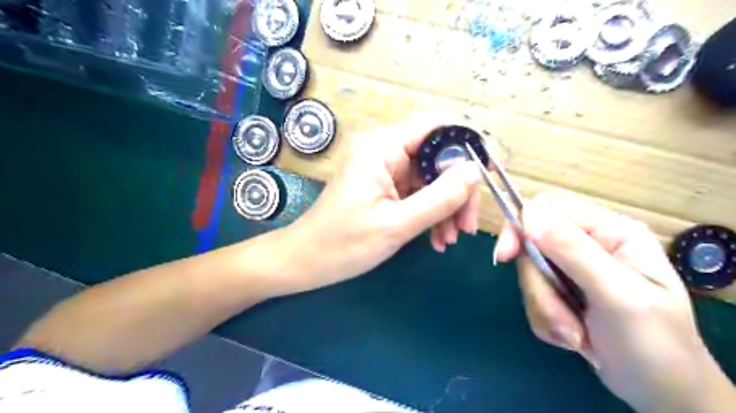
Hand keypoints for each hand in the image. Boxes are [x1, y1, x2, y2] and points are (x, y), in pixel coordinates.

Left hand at [283, 118, 484, 292]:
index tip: (487, 178)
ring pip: (431, 177)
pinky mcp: (385, 187)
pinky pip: (419, 192)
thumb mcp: (396, 225)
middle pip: (437, 156)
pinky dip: (432, 213)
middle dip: (458, 190)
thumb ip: (439, 197)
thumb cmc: (342, 245)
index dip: (467, 146)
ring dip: (447, 207)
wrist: (305, 262)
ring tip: (451, 239)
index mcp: (381, 147)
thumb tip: (475, 170)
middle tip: (467, 226)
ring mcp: (384, 169)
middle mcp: (384, 150)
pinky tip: (437, 238)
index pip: (437, 127)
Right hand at [493, 193, 735, 411]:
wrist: (662, 395)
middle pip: (532, 247)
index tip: (504, 257)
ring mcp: (573, 269)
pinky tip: (573, 337)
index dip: (519, 227)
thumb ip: (573, 252)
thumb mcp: (617, 296)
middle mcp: (588, 244)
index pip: (547, 209)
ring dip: (545, 309)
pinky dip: (545, 320)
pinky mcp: (563, 291)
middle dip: (540, 289)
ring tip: (575, 335)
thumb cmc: (654, 345)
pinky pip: (532, 296)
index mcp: (610, 232)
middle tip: (563, 322)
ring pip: (530, 276)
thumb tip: (528, 214)